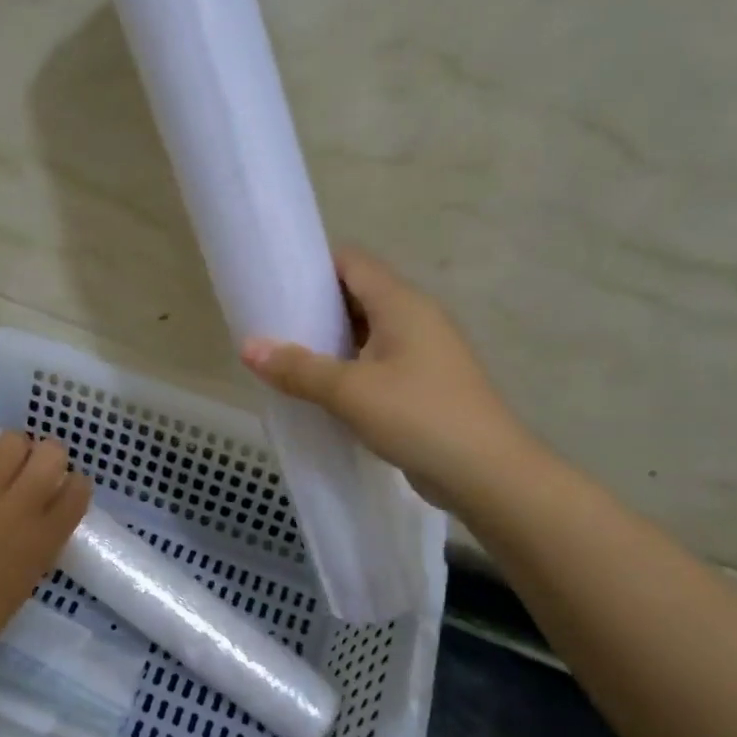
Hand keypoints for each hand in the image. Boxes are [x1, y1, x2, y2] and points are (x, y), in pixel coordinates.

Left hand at [0, 432, 91, 660]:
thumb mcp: (27, 579)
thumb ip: (39, 544)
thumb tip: (39, 520)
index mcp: (45, 537)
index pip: (78, 489)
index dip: (73, 484)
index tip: (60, 490)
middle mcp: (19, 505)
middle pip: (52, 452)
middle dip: (46, 457)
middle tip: (29, 473)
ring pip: (10, 441)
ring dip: (7, 451)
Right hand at [239, 247, 531, 509]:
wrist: (487, 474)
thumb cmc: (419, 417)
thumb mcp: (350, 391)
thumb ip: (298, 368)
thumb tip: (248, 347)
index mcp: (402, 304)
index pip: (353, 263)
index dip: (313, 266)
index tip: (275, 283)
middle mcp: (415, 319)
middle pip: (358, 295)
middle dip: (316, 307)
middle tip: (273, 324)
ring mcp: (423, 353)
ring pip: (367, 333)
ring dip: (331, 342)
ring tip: (288, 357)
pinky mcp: (424, 385)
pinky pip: (377, 362)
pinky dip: (348, 368)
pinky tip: (321, 390)